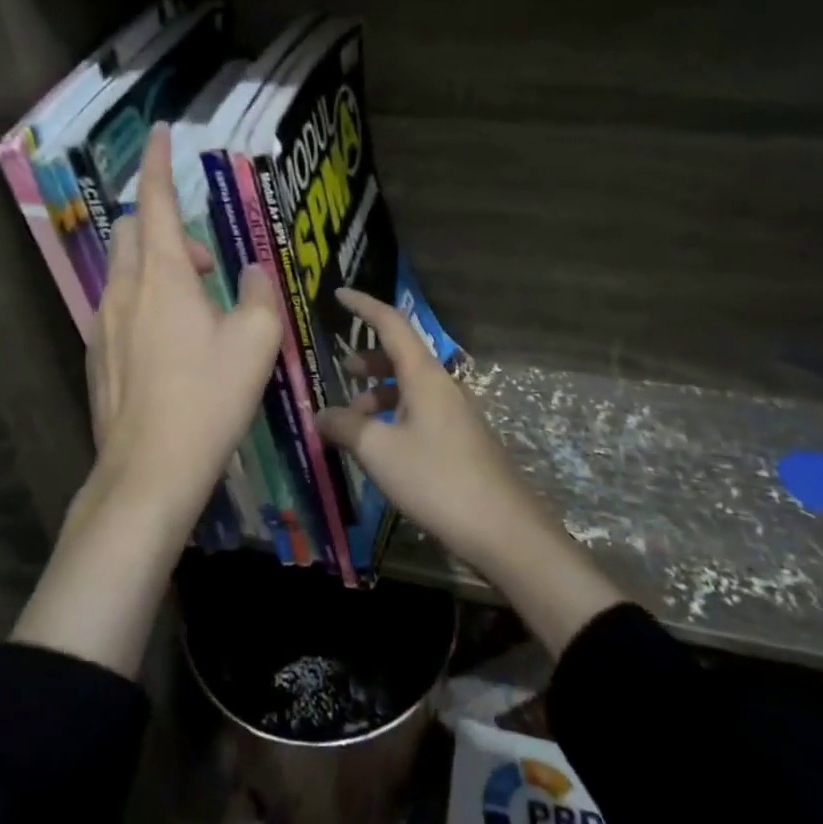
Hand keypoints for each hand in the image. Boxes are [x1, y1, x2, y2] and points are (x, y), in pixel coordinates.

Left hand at [14, 124, 283, 678]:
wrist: (148, 471)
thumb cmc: (208, 399)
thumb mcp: (255, 342)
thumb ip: (257, 293)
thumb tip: (249, 272)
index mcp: (163, 276)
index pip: (156, 200)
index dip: (157, 162)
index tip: (160, 132)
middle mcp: (124, 290)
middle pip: (134, 230)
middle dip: (167, 226)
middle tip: (209, 262)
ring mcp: (103, 323)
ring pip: (126, 269)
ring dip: (160, 267)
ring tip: (199, 306)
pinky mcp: (97, 354)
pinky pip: (119, 305)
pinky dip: (146, 300)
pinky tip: (172, 343)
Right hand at [314, 288, 536, 571]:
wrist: (502, 529)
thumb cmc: (437, 480)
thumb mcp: (379, 452)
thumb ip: (345, 427)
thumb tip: (321, 415)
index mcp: (424, 376)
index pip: (391, 324)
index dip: (364, 306)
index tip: (339, 294)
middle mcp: (442, 386)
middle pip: (401, 356)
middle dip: (369, 359)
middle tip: (343, 371)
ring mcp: (455, 413)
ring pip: (410, 388)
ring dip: (379, 395)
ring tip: (353, 421)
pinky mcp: (460, 440)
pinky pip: (419, 413)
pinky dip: (394, 417)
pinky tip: (380, 447)